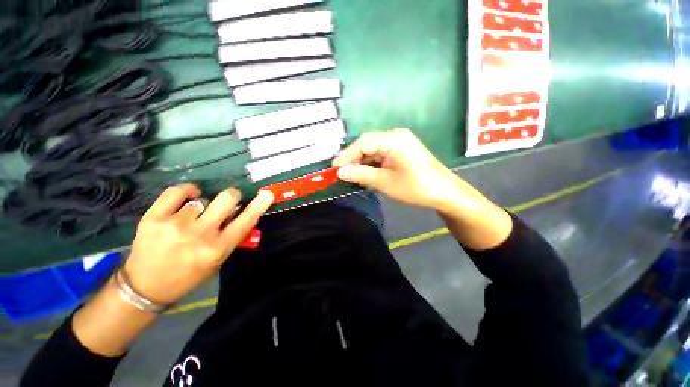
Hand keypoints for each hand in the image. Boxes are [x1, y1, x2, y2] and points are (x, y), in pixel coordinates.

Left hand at [123, 184, 274, 305]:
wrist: (144, 286)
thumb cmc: (188, 275)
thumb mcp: (217, 260)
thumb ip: (231, 236)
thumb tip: (239, 211)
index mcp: (217, 249)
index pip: (245, 221)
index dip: (258, 205)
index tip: (267, 194)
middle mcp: (200, 234)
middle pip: (226, 199)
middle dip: (232, 196)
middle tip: (229, 200)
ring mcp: (175, 224)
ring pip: (203, 199)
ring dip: (204, 206)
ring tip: (193, 217)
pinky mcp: (154, 217)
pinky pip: (176, 192)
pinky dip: (186, 191)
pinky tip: (188, 197)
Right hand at [333, 129, 459, 210]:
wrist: (445, 193)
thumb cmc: (415, 188)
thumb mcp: (385, 182)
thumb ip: (361, 174)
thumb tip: (340, 172)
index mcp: (393, 139)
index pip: (362, 143)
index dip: (346, 155)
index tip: (333, 168)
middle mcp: (396, 135)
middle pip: (367, 143)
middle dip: (353, 158)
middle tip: (340, 171)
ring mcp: (400, 142)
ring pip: (373, 148)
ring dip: (361, 161)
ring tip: (350, 173)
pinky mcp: (402, 150)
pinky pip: (381, 153)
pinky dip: (371, 163)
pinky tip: (365, 172)